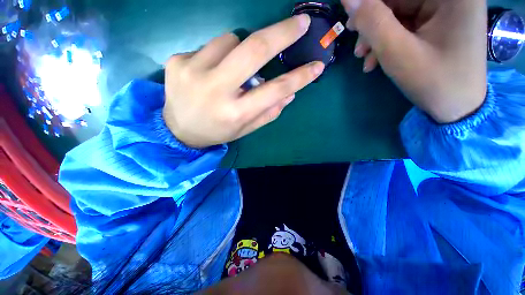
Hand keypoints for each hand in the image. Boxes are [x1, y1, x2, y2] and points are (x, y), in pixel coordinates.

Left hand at [163, 15, 324, 148]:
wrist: (178, 130)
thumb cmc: (217, 131)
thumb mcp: (245, 129)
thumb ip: (268, 112)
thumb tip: (290, 94)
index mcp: (235, 113)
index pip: (275, 90)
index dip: (299, 77)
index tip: (317, 65)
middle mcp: (216, 90)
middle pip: (254, 50)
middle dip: (281, 33)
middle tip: (299, 24)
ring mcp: (192, 71)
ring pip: (231, 40)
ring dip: (240, 50)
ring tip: (232, 70)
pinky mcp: (177, 60)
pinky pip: (210, 45)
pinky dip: (219, 54)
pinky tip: (210, 71)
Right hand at [341, 0, 486, 122]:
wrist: (456, 108)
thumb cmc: (434, 81)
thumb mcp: (398, 52)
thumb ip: (372, 21)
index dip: (370, 4)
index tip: (352, 22)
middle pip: (399, 0)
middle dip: (372, 22)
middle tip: (357, 46)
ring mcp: (445, 10)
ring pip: (398, 12)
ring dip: (376, 35)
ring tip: (363, 58)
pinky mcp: (437, 24)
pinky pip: (405, 25)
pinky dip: (387, 40)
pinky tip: (376, 59)